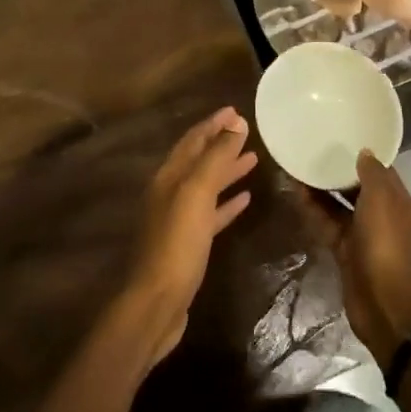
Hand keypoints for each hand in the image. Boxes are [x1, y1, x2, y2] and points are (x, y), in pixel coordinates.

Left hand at [122, 108, 257, 366]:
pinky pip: (210, 213)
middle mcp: (170, 192)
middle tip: (246, 130)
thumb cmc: (177, 243)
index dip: (213, 124)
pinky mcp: (188, 243)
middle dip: (220, 143)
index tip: (235, 111)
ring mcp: (178, 218)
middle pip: (198, 159)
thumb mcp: (196, 194)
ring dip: (227, 170)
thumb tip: (234, 125)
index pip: (193, 140)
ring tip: (252, 158)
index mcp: (169, 177)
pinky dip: (226, 202)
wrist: (157, 301)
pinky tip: (244, 199)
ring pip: (206, 185)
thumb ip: (215, 158)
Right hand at [306, 150, 410, 357]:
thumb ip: (372, 174)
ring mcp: (362, 234)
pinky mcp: (344, 250)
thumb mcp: (382, 201)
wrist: (383, 303)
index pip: (381, 170)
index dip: (363, 154)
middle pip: (357, 186)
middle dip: (338, 170)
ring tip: (298, 166)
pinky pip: (327, 223)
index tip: (341, 135)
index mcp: (398, 202)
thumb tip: (364, 152)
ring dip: (321, 188)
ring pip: (339, 205)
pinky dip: (314, 209)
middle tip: (313, 148)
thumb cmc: (386, 245)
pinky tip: (296, 193)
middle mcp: (382, 215)